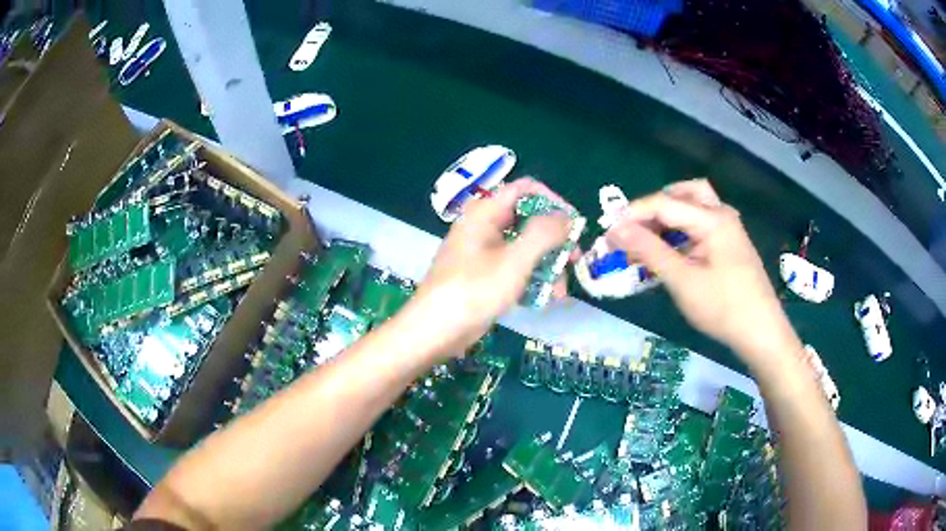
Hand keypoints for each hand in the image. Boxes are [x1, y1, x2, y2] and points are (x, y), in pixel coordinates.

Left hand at [405, 178, 572, 358]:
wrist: (434, 331)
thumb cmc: (474, 290)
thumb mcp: (514, 260)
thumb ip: (544, 234)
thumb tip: (567, 217)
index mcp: (485, 213)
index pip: (525, 189)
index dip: (553, 201)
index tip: (573, 225)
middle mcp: (483, 227)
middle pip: (527, 220)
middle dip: (554, 240)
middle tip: (575, 259)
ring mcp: (482, 253)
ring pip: (523, 248)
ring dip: (546, 265)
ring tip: (560, 292)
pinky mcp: (482, 276)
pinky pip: (513, 268)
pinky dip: (530, 279)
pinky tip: (544, 299)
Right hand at [606, 179, 801, 362]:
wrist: (761, 332)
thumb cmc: (723, 308)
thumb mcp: (683, 281)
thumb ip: (650, 250)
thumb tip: (616, 228)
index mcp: (712, 219)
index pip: (664, 203)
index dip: (634, 214)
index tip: (609, 232)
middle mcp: (722, 215)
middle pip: (685, 192)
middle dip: (657, 205)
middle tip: (636, 227)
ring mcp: (730, 229)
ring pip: (696, 206)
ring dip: (671, 215)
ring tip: (652, 239)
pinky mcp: (731, 244)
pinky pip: (703, 224)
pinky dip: (684, 229)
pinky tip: (674, 252)